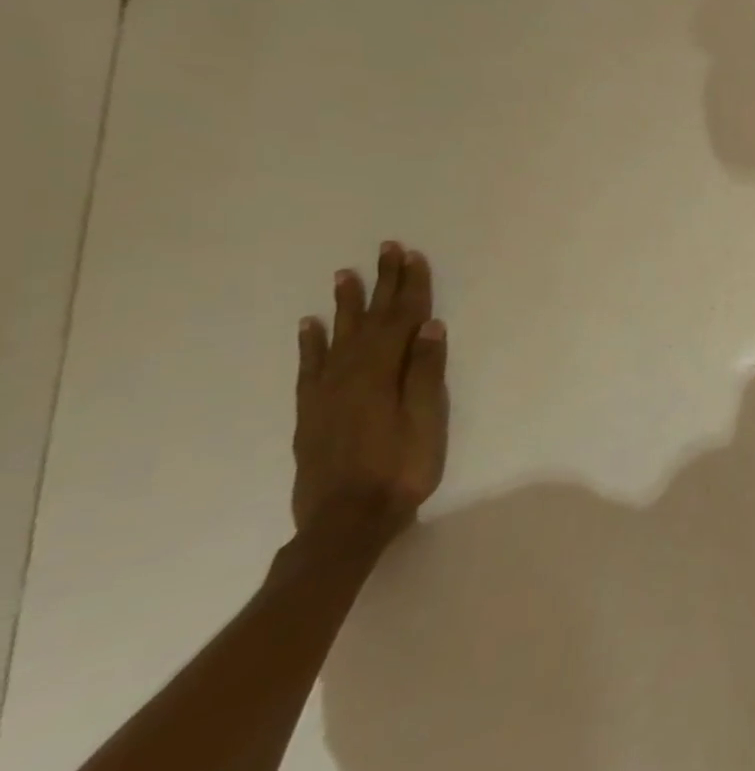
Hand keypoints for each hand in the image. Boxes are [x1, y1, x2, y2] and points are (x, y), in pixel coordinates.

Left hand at [292, 241, 448, 540]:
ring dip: (346, 303)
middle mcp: (349, 374)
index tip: (413, 256)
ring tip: (346, 274)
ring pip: (338, 336)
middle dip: (382, 283)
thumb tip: (429, 326)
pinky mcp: (311, 410)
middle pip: (371, 320)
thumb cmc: (400, 469)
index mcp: (381, 374)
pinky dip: (311, 342)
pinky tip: (311, 325)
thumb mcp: (426, 421)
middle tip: (386, 249)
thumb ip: (425, 372)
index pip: (401, 320)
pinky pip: (309, 366)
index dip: (410, 287)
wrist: (345, 521)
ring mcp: (326, 392)